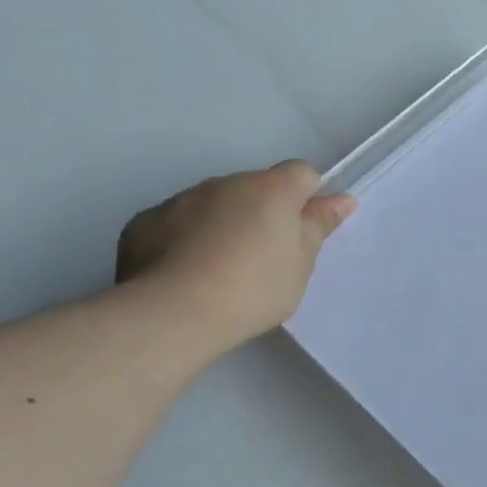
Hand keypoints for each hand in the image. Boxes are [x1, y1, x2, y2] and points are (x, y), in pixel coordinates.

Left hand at [116, 161, 354, 353]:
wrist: (174, 313)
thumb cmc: (254, 288)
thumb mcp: (301, 264)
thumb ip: (318, 226)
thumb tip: (342, 199)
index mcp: (271, 189)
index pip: (301, 173)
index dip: (307, 199)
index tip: (302, 232)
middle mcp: (225, 184)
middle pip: (255, 188)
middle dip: (262, 214)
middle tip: (264, 259)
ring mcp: (180, 200)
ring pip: (214, 204)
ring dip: (223, 225)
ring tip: (220, 271)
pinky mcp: (144, 222)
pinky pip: (176, 223)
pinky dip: (185, 240)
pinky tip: (185, 275)